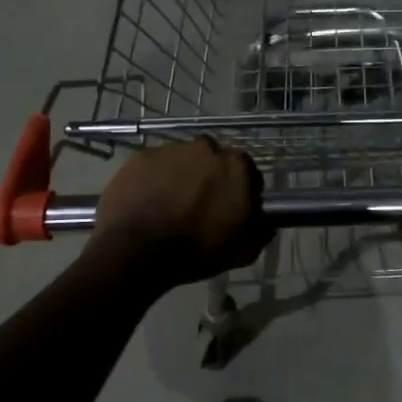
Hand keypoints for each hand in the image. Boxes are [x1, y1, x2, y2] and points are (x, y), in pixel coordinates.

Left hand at [88, 138, 269, 284]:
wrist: (136, 250)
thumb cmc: (196, 251)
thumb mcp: (242, 252)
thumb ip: (259, 233)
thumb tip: (265, 225)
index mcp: (237, 167)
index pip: (247, 173)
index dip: (240, 191)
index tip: (231, 208)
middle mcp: (208, 149)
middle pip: (214, 161)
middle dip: (210, 178)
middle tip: (200, 206)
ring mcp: (172, 149)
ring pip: (183, 160)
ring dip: (181, 176)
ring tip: (170, 204)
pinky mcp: (141, 156)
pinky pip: (155, 166)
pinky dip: (154, 179)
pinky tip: (147, 201)